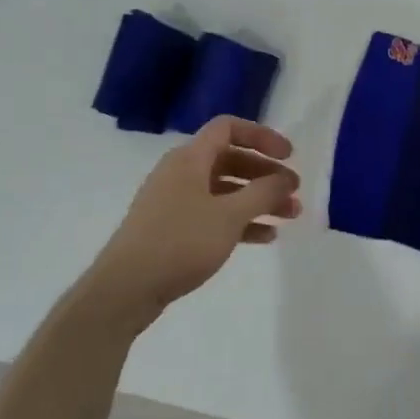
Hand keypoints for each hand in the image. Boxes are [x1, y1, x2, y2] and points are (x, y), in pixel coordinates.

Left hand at [85, 116, 301, 331]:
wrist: (125, 289)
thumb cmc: (179, 242)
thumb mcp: (229, 216)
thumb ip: (263, 193)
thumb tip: (285, 178)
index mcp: (189, 159)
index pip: (228, 128)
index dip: (262, 136)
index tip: (289, 156)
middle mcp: (181, 173)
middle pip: (231, 160)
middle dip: (266, 174)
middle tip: (294, 191)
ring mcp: (175, 202)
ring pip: (225, 190)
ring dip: (258, 200)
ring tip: (289, 216)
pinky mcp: (173, 229)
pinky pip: (214, 215)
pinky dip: (240, 221)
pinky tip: (265, 237)